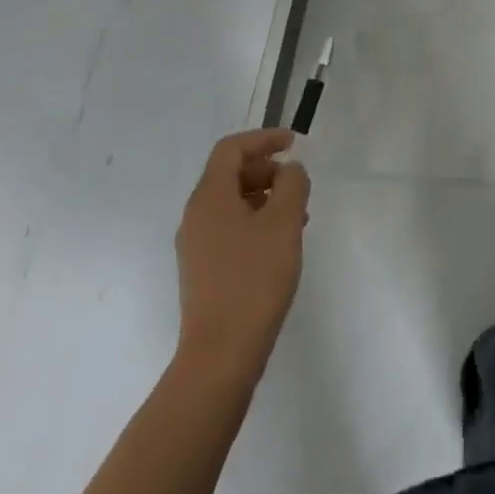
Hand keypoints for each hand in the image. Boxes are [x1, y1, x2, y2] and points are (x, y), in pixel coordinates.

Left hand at [174, 128, 309, 381]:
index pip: (231, 149)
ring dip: (265, 197)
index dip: (263, 139)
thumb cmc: (254, 279)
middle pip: (229, 174)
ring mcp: (196, 245)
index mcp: (209, 198)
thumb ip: (292, 184)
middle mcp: (196, 216)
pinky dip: (257, 221)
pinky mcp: (203, 270)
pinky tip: (282, 242)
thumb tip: (290, 170)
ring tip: (299, 214)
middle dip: (266, 169)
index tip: (294, 143)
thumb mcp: (284, 222)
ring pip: (232, 203)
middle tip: (298, 182)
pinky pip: (230, 228)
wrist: (221, 354)